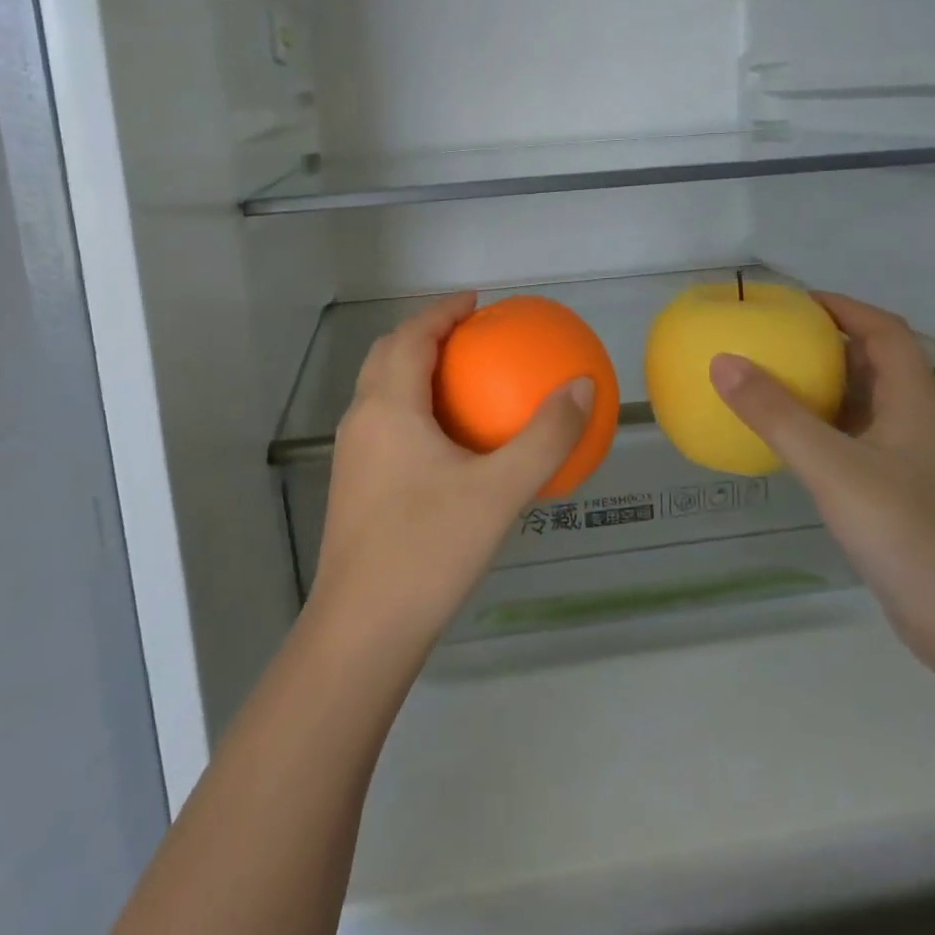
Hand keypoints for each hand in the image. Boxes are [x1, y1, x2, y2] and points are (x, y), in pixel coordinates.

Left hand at [309, 294, 594, 660]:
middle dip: (425, 334)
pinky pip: (384, 424)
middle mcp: (361, 421)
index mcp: (387, 407)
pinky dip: (412, 408)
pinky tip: (448, 444)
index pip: (410, 336)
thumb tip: (583, 386)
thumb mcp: (499, 492)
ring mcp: (352, 457)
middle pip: (387, 355)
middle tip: (469, 335)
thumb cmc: (428, 551)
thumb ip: (545, 437)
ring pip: (380, 391)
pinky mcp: (354, 487)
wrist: (362, 632)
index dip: (442, 312)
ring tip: (460, 379)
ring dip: (413, 370)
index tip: (476, 303)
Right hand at [709, 293, 934, 676]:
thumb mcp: (833, 468)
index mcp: (914, 404)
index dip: (844, 308)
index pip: (885, 332)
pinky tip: (793, 447)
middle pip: (877, 366)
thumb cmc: (907, 534)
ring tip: (775, 383)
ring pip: (868, 408)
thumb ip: (777, 415)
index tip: (796, 302)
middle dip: (829, 344)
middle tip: (775, 340)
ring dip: (826, 389)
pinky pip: (857, 445)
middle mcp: (918, 425)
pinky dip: (825, 431)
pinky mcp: (901, 499)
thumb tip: (723, 361)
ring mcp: (912, 465)